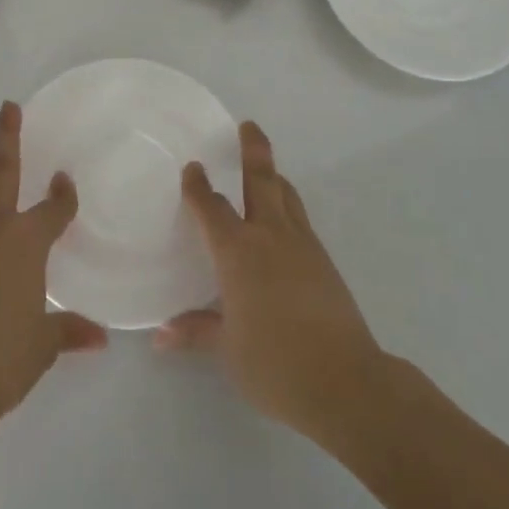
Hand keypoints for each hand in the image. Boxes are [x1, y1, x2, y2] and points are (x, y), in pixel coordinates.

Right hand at [156, 121, 387, 447]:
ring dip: (274, 176)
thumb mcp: (228, 350)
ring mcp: (303, 246)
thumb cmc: (275, 364)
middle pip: (262, 180)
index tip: (194, 168)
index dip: (199, 186)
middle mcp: (270, 237)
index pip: (212, 207)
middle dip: (253, 150)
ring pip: (287, 197)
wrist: (347, 383)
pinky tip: (284, 225)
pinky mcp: (325, 263)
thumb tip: (161, 336)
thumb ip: (196, 332)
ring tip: (267, 168)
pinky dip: (288, 208)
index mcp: (238, 252)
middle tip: (248, 125)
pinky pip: (301, 220)